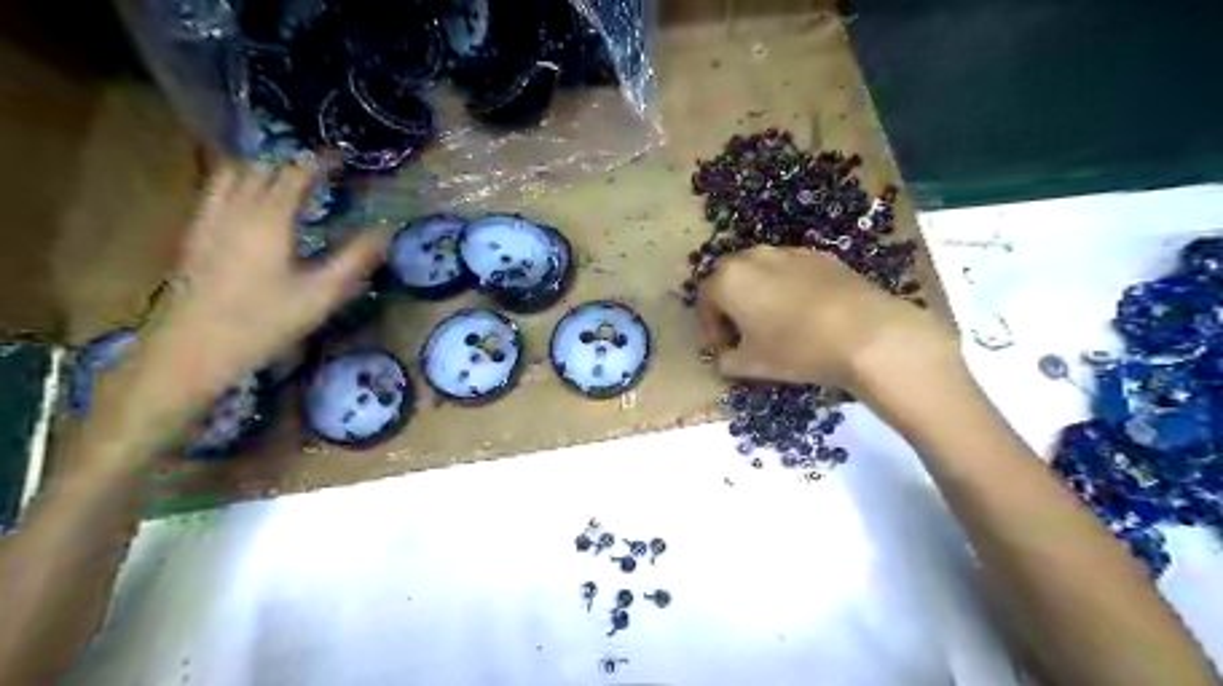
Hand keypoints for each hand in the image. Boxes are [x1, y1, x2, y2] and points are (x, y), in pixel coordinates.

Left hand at [131, 162, 384, 416]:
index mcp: (270, 218)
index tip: (341, 159)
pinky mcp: (194, 235)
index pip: (295, 174)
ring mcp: (209, 219)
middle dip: (291, 163)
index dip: (319, 162)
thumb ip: (356, 259)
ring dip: (261, 170)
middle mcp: (236, 209)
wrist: (194, 348)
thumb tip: (384, 231)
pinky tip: (248, 205)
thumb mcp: (323, 295)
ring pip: (232, 175)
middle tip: (318, 173)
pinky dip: (236, 184)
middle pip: (261, 168)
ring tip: (284, 181)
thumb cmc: (265, 321)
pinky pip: (215, 192)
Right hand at [696, 248, 955, 393]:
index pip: (705, 299)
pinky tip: (804, 313)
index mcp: (728, 279)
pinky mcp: (820, 256)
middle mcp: (753, 257)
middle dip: (731, 305)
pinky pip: (791, 270)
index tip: (722, 349)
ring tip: (774, 322)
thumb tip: (725, 356)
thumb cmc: (795, 349)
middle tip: (743, 333)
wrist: (865, 334)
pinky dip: (787, 288)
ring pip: (761, 271)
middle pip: (730, 278)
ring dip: (758, 293)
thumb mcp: (750, 365)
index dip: (709, 327)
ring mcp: (789, 252)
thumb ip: (725, 360)